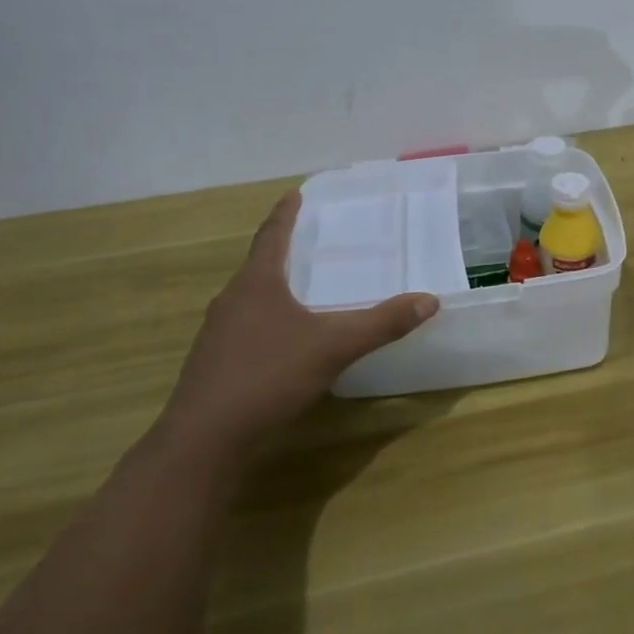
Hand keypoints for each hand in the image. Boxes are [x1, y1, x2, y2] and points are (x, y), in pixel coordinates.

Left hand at [164, 190, 438, 450]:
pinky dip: (266, 321)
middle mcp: (231, 300)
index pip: (271, 235)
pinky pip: (244, 328)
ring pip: (249, 299)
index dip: (285, 214)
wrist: (205, 440)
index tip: (294, 193)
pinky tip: (282, 341)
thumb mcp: (333, 347)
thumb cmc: (268, 376)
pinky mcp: (214, 364)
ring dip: (272, 288)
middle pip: (258, 265)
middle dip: (281, 251)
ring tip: (298, 288)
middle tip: (307, 241)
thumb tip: (429, 300)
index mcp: (256, 283)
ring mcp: (217, 334)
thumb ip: (381, 323)